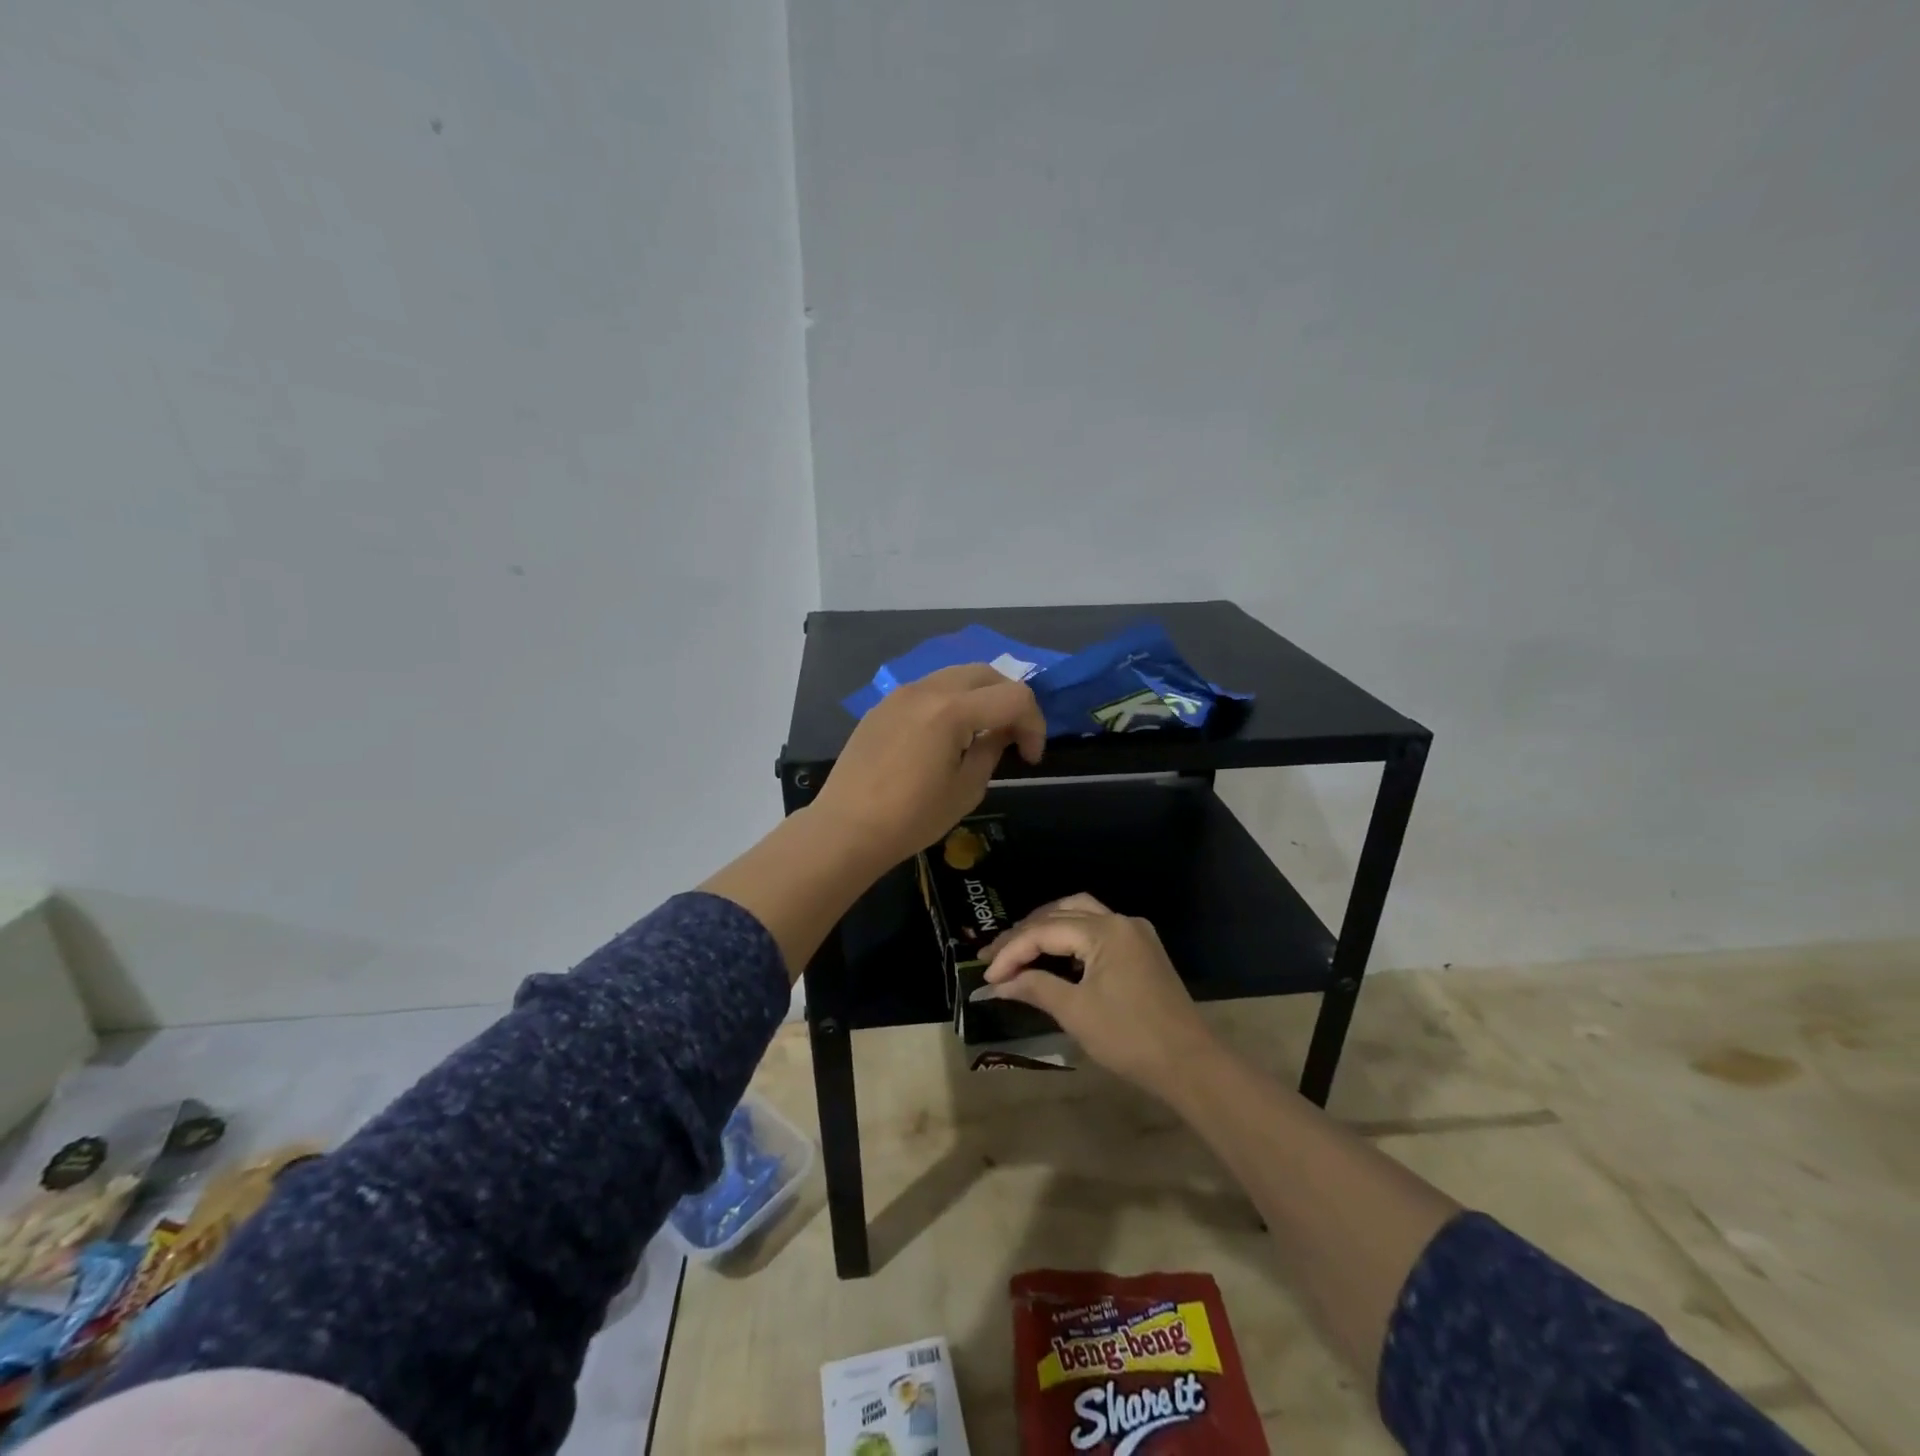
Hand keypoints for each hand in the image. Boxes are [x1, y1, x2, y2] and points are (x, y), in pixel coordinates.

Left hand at [808, 664, 1045, 866]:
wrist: (846, 828)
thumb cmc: (911, 817)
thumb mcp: (966, 789)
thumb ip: (991, 751)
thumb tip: (1001, 733)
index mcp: (952, 709)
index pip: (1014, 696)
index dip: (1034, 724)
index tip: (1030, 757)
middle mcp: (927, 689)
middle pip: (986, 673)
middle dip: (1010, 700)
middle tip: (1012, 736)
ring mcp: (900, 694)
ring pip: (955, 676)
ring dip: (979, 696)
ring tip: (981, 733)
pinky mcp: (882, 706)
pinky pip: (928, 690)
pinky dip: (950, 701)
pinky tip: (945, 736)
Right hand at [975, 894, 1216, 1095]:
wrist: (1189, 1064)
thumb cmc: (1129, 1038)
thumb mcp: (1076, 1012)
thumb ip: (1035, 987)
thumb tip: (999, 983)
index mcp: (1105, 930)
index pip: (1044, 931)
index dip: (1012, 952)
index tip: (986, 975)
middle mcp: (1120, 920)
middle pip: (1061, 913)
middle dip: (1025, 934)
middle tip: (994, 957)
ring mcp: (1134, 933)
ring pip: (1080, 914)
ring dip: (1047, 928)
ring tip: (1019, 949)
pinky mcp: (1142, 949)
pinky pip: (1097, 929)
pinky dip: (1070, 937)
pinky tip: (1054, 955)